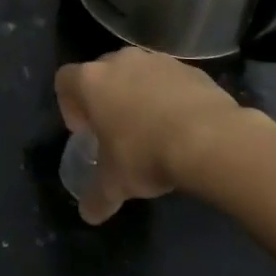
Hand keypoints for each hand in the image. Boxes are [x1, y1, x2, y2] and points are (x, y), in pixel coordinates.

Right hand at [55, 48, 250, 223]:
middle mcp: (121, 61)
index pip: (65, 80)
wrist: (210, 140)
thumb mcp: (115, 183)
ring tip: (152, 129)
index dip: (69, 105)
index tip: (85, 131)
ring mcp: (157, 61)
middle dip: (105, 98)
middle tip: (115, 130)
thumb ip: (97, 196)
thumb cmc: (146, 154)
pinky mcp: (190, 69)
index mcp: (92, 80)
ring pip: (137, 73)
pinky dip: (169, 97)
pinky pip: (169, 80)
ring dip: (138, 95)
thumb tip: (88, 214)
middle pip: (102, 72)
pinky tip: (180, 126)